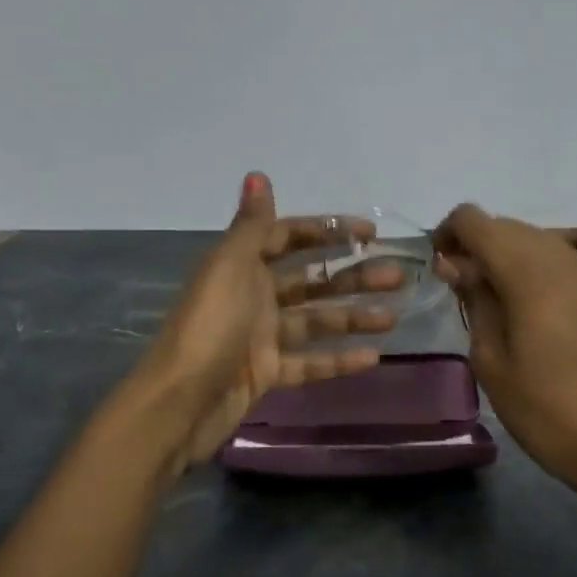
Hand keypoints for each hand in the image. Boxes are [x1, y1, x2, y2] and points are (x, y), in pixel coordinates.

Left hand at [140, 173, 402, 467]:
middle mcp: (253, 296)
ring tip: (393, 316)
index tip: (369, 234)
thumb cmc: (209, 326)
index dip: (327, 232)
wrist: (179, 402)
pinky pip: (309, 362)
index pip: (289, 237)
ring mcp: (261, 337)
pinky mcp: (266, 374)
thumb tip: (257, 174)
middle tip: (396, 276)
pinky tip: (372, 357)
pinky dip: (337, 360)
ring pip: (315, 321)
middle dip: (353, 276)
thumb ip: (252, 225)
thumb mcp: (230, 267)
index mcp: (241, 266)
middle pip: (311, 280)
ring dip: (353, 317)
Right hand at [433, 205, 576, 515]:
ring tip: (500, 292)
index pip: (474, 220)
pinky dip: (565, 246)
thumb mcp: (490, 359)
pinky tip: (555, 271)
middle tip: (462, 289)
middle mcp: (559, 257)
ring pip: (541, 235)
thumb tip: (455, 262)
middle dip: (476, 245)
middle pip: (506, 226)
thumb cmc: (544, 410)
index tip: (440, 268)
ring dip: (511, 251)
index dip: (448, 234)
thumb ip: (474, 300)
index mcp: (524, 272)